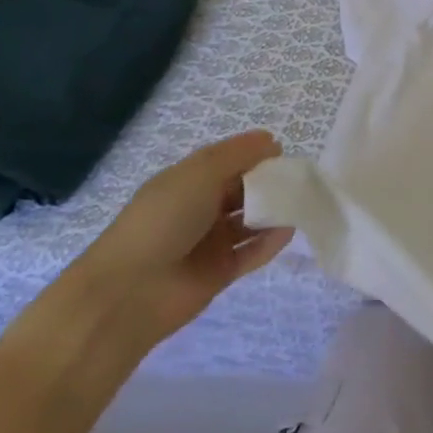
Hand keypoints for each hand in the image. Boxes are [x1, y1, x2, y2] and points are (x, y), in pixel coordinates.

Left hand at [70, 133, 294, 346]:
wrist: (130, 291)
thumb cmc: (163, 220)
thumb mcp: (199, 174)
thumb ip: (238, 155)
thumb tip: (272, 141)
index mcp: (186, 183)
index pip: (227, 163)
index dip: (254, 156)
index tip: (283, 153)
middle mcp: (198, 209)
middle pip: (242, 191)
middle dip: (269, 184)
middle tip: (298, 181)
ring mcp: (209, 242)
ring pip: (250, 222)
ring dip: (273, 213)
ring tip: (301, 204)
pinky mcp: (221, 272)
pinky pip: (252, 252)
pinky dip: (270, 242)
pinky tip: (288, 231)